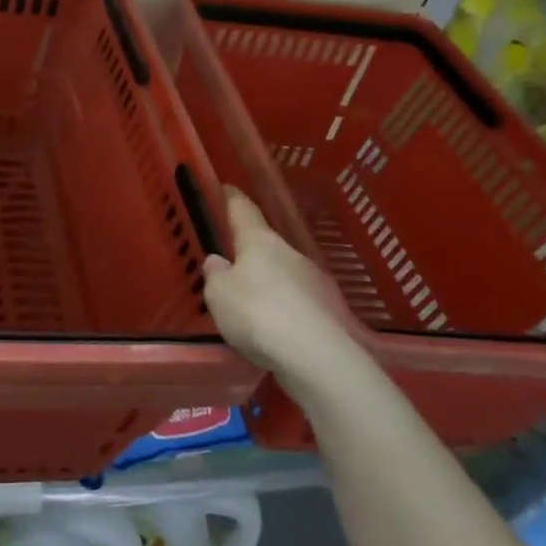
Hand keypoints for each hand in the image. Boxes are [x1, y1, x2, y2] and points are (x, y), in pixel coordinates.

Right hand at [203, 187, 364, 398]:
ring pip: (284, 276)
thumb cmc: (256, 314)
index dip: (232, 199)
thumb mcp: (218, 294)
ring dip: (268, 286)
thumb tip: (220, 263)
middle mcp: (291, 254)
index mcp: (260, 241)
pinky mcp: (330, 313)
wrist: (317, 358)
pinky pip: (297, 304)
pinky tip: (273, 332)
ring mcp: (315, 283)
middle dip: (249, 254)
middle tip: (230, 267)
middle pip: (266, 246)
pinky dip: (284, 312)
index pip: (243, 210)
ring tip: (250, 309)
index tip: (226, 188)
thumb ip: (216, 275)